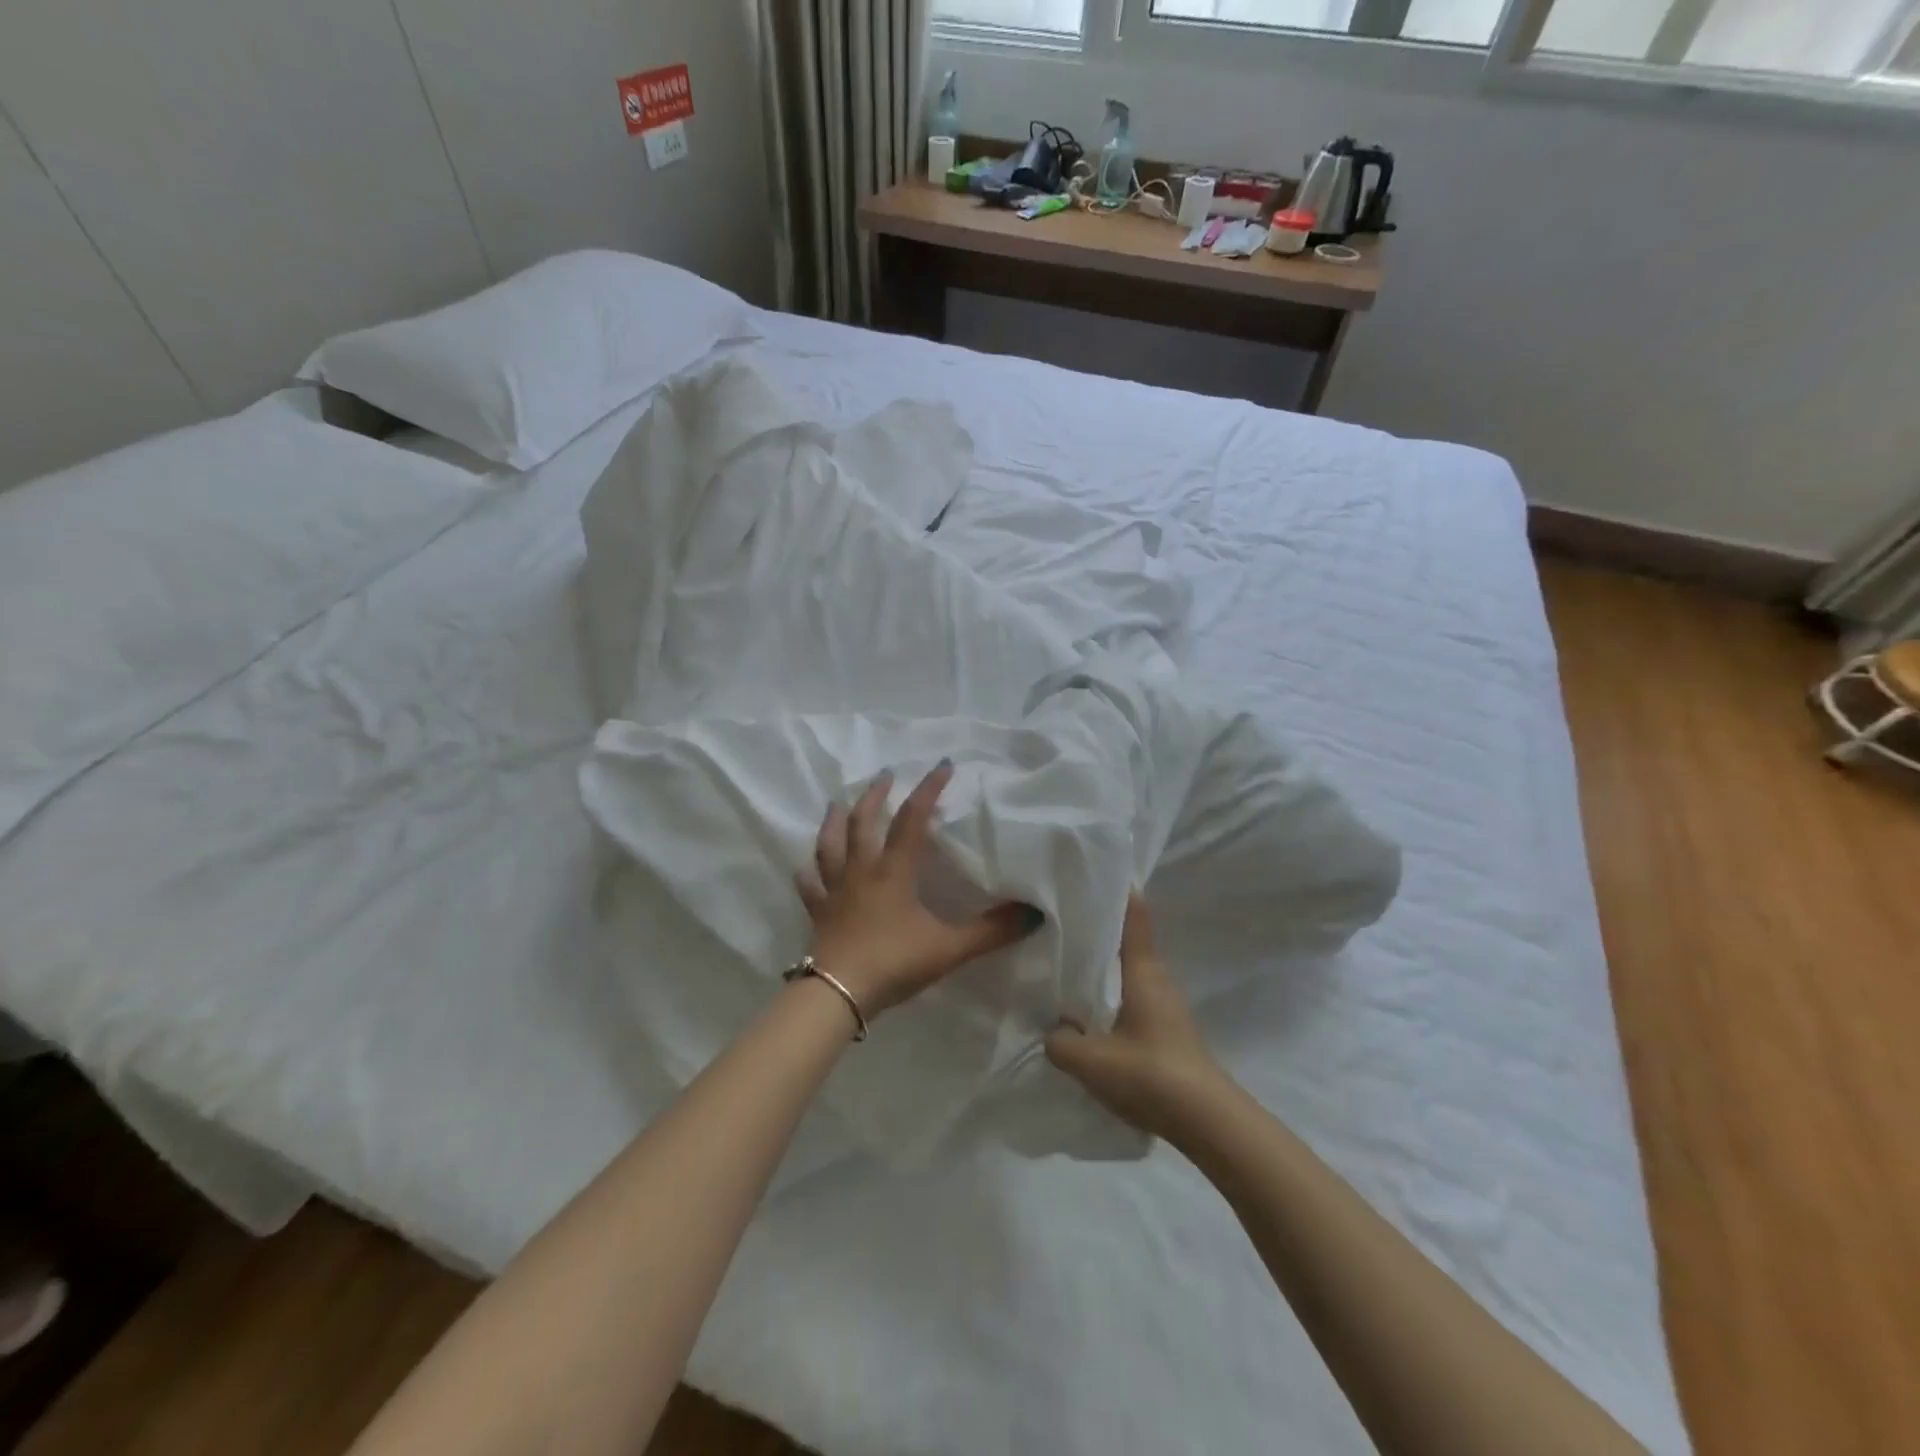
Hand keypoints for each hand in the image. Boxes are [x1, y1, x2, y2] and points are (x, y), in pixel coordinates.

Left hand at [797, 761, 1041, 1017]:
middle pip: (863, 823)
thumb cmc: (894, 962)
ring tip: (836, 804)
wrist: (838, 995)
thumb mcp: (949, 947)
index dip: (928, 790)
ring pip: (829, 846)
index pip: (912, 819)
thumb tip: (1033, 913)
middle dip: (875, 795)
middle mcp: (861, 871)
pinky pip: (810, 887)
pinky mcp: (818, 913)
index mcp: (893, 871)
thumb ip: (991, 931)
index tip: (942, 765)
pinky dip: (808, 875)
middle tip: (885, 775)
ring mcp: (835, 891)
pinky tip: (805, 869)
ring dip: (834, 822)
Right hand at [1045, 892, 1227, 1139]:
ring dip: (1106, 967)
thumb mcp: (1090, 1060)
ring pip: (1130, 973)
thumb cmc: (1149, 1074)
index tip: (1094, 875)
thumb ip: (1060, 1042)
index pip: (1133, 919)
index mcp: (1143, 972)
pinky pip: (1134, 998)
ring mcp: (1166, 1006)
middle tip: (1064, 922)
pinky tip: (1091, 1012)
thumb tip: (1053, 1031)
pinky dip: (1113, 994)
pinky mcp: (1168, 1031)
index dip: (1117, 894)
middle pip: (1128, 944)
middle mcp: (1158, 980)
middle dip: (1100, 930)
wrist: (1205, 1121)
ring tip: (1070, 966)